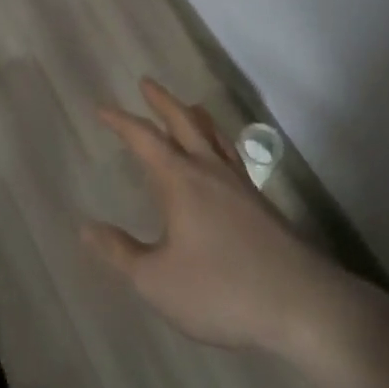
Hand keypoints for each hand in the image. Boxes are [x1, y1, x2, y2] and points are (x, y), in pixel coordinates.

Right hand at [83, 80, 367, 356]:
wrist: (301, 304)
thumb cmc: (220, 290)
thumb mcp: (157, 280)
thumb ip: (121, 253)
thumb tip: (87, 227)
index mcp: (181, 181)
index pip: (144, 139)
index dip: (121, 122)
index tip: (102, 107)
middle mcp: (210, 171)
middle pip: (184, 123)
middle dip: (162, 102)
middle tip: (147, 83)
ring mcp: (241, 185)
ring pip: (215, 137)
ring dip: (196, 116)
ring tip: (189, 106)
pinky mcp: (263, 204)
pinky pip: (234, 157)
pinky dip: (220, 143)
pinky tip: (224, 159)